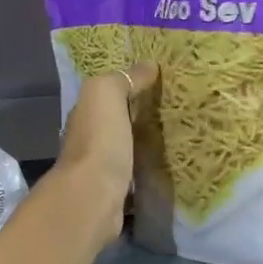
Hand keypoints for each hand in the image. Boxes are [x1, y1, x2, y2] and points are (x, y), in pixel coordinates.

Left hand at [52, 63, 159, 244]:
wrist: (93, 198)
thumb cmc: (100, 141)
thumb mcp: (106, 95)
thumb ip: (124, 79)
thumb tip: (149, 65)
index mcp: (85, 114)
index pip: (107, 95)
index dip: (129, 87)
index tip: (160, 83)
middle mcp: (88, 140)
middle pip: (116, 122)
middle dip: (138, 116)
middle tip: (175, 109)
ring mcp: (100, 169)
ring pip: (125, 149)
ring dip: (142, 144)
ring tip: (177, 137)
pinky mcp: (115, 194)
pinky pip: (134, 174)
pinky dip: (146, 170)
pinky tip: (166, 168)